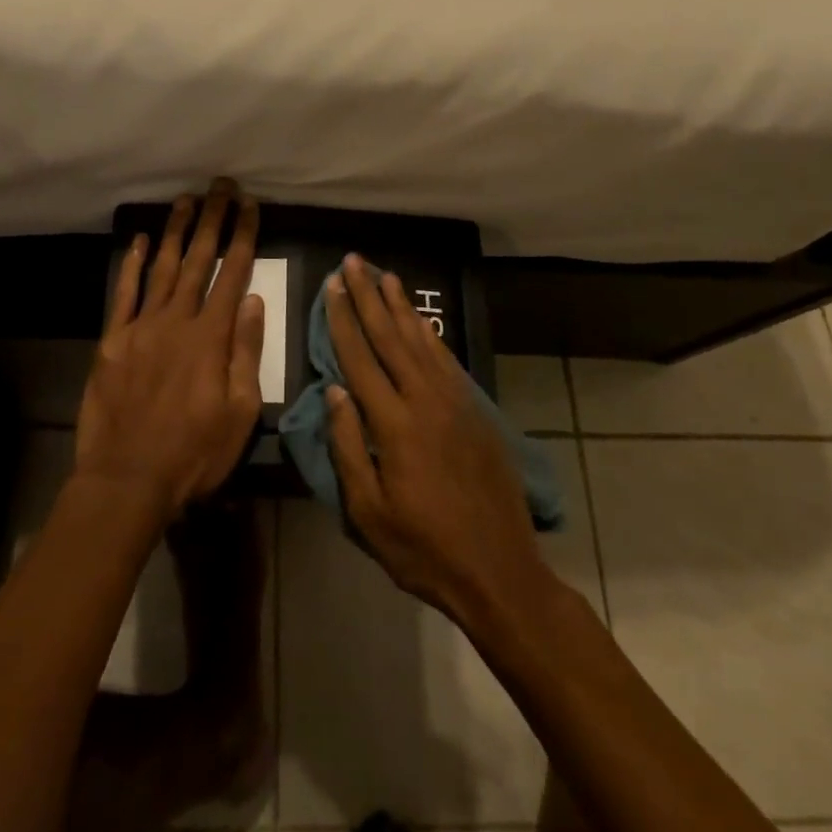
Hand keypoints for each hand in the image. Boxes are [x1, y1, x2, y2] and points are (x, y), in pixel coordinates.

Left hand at [75, 181, 265, 521]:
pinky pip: (124, 293)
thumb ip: (245, 351)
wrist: (127, 479)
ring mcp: (141, 327)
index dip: (243, 235)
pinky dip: (134, 264)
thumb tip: (253, 300)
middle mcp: (176, 320)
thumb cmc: (194, 453)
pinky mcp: (113, 340)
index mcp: (211, 337)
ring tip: (186, 200)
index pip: (234, 274)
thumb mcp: (239, 412)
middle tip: (220, 186)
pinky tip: (142, 240)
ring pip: (163, 268)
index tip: (250, 205)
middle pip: (199, 260)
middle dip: (212, 220)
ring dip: (176, 231)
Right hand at [325, 254, 555, 625]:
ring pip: (420, 340)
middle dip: (368, 296)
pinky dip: (430, 334)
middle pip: (389, 337)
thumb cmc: (423, 548)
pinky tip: (420, 320)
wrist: (499, 570)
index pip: (359, 357)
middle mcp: (424, 400)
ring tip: (385, 275)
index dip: (343, 319)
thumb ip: (347, 447)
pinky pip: (446, 360)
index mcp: (393, 424)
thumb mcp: (368, 511)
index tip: (332, 285)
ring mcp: (454, 403)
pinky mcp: (474, 411)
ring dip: (400, 305)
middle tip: (353, 261)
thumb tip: (335, 390)